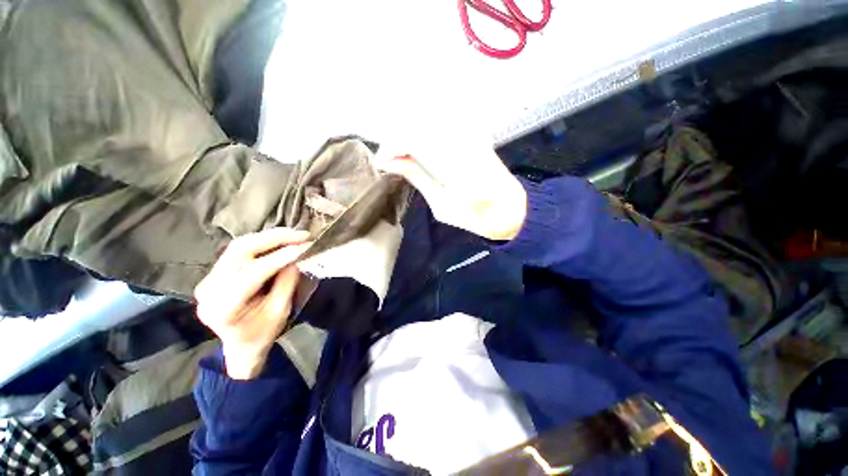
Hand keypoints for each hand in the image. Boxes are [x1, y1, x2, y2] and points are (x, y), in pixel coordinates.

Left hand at [194, 228, 310, 379]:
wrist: (240, 346)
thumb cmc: (262, 334)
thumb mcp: (280, 312)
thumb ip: (286, 284)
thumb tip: (296, 258)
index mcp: (224, 307)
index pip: (253, 272)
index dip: (281, 257)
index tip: (306, 246)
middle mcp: (210, 289)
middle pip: (240, 250)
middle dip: (274, 238)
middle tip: (301, 234)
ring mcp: (208, 279)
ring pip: (238, 246)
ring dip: (269, 237)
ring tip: (294, 235)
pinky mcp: (214, 274)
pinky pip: (238, 251)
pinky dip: (262, 243)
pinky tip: (280, 241)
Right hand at [376, 135, 526, 240]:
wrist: (509, 209)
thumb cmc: (475, 216)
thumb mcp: (441, 205)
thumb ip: (418, 178)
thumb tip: (392, 162)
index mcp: (453, 163)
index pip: (413, 138)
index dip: (391, 147)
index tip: (381, 162)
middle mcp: (461, 140)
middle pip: (418, 123)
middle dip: (397, 140)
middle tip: (389, 161)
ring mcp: (469, 134)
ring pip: (428, 120)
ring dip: (409, 135)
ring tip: (401, 157)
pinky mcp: (473, 134)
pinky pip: (442, 125)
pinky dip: (424, 135)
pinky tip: (420, 150)